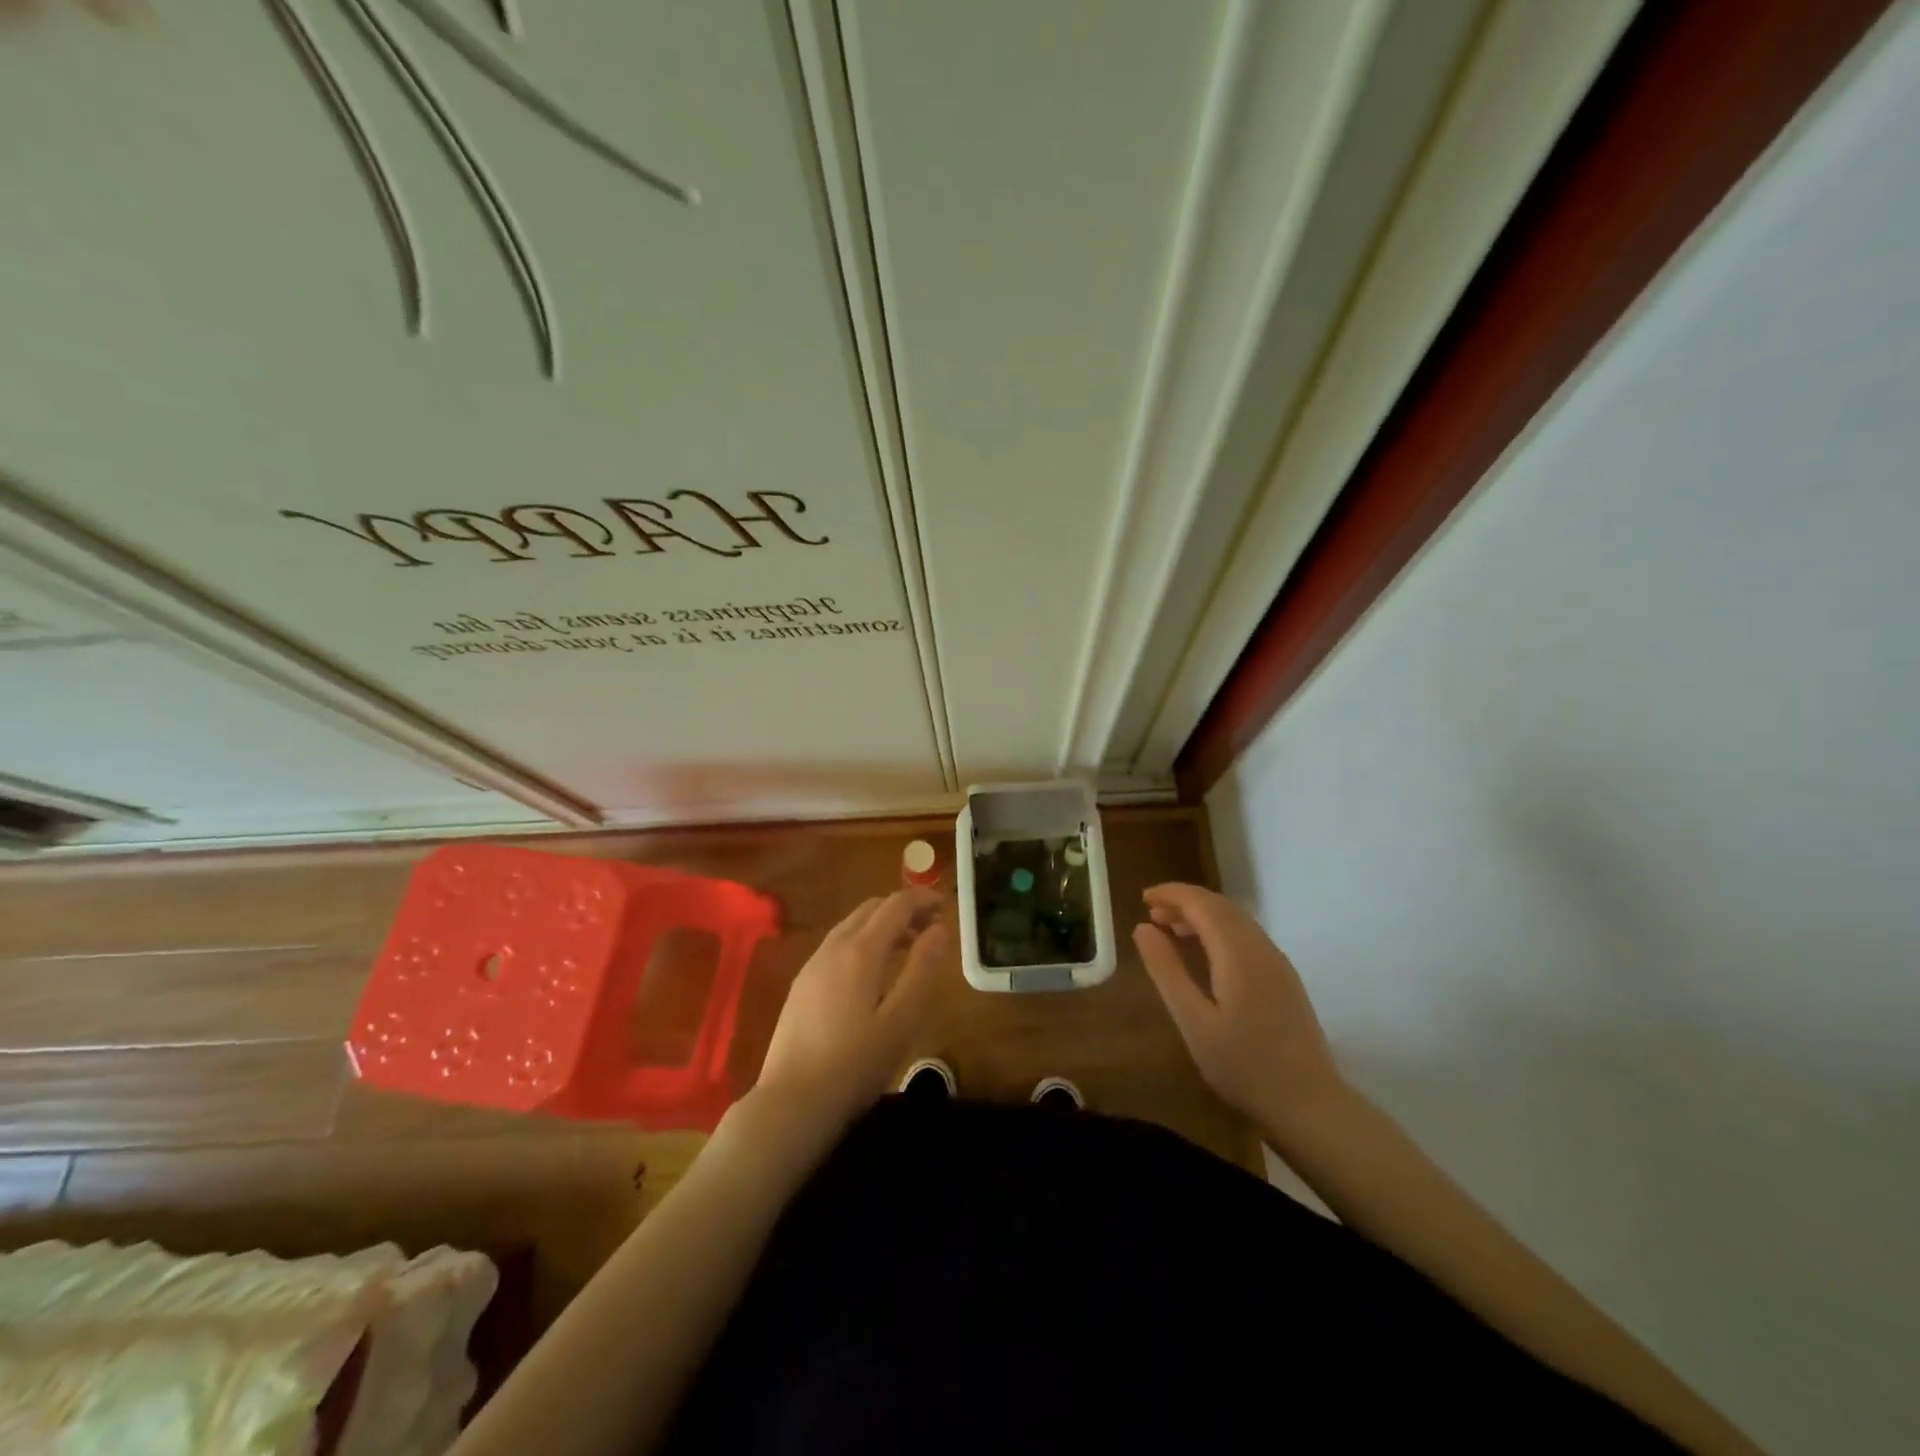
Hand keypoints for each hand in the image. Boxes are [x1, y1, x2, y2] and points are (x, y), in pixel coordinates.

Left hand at [756, 888, 946, 1129]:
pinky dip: (863, 941)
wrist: (792, 1102)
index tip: (946, 906)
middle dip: (903, 909)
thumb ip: (922, 969)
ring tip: (907, 948)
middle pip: (871, 909)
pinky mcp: (801, 985)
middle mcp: (833, 947)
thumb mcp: (901, 1020)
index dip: (922, 899)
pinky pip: (837, 945)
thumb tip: (939, 929)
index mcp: (860, 951)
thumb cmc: (855, 1064)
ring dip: (882, 925)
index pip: (895, 905)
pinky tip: (872, 973)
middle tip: (930, 927)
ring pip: (851, 925)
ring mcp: (812, 965)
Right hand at [1133, 883, 1347, 1142]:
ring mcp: (1277, 963)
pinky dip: (1219, 932)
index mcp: (1239, 953)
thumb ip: (1166, 970)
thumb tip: (1143, 927)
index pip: (1202, 903)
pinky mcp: (1284, 979)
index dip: (1171, 894)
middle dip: (1185, 902)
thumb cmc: (1243, 1066)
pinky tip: (1204, 955)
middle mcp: (1261, 948)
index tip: (1142, 898)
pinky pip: (1247, 937)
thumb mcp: (1193, 1021)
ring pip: (1236, 920)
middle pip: (1221, 906)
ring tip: (1170, 931)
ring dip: (1202, 916)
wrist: (1310, 1106)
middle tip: (1151, 915)